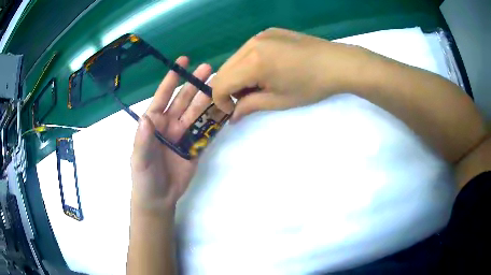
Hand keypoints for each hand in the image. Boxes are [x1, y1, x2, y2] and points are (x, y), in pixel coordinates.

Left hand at [131, 56, 211, 211]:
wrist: (159, 197)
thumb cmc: (144, 177)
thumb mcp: (140, 158)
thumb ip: (143, 139)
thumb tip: (146, 118)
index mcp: (155, 122)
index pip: (164, 96)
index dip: (172, 78)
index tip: (183, 61)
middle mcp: (170, 124)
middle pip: (185, 100)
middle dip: (195, 84)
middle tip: (209, 69)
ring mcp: (184, 135)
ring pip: (198, 113)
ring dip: (208, 99)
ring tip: (222, 85)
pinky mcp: (196, 147)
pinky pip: (207, 131)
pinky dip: (216, 121)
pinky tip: (226, 109)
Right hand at [211, 27, 373, 121]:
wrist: (337, 63)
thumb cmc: (311, 86)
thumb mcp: (279, 100)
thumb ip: (250, 106)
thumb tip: (233, 116)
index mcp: (253, 62)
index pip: (220, 83)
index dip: (221, 101)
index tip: (234, 111)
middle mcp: (251, 44)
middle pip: (224, 70)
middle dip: (229, 88)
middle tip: (247, 99)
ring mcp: (260, 35)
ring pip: (234, 59)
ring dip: (238, 75)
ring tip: (259, 84)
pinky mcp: (268, 32)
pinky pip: (247, 50)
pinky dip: (248, 63)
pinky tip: (267, 69)